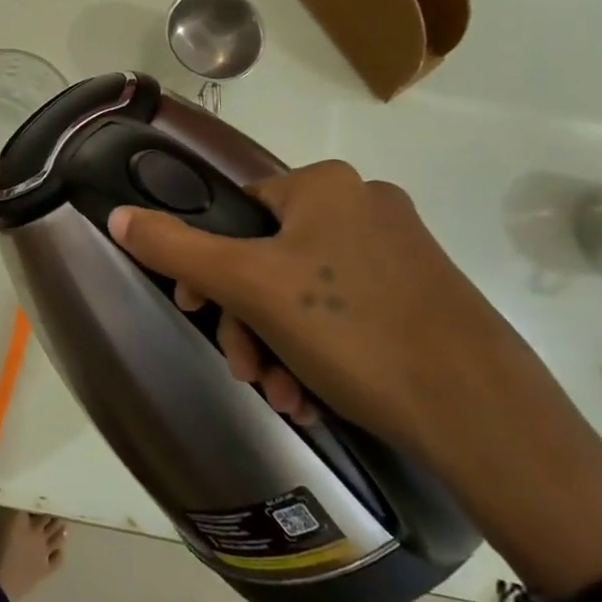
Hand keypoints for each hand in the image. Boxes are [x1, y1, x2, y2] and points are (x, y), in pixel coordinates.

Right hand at [110, 161, 601, 593]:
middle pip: (267, 258)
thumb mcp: (247, 286)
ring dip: (277, 344)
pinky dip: (318, 352)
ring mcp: (400, 251)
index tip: (195, 311)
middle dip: (245, 320)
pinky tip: (314, 397)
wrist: (484, 415)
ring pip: (303, 292)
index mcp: (325, 185)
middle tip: (244, 370)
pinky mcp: (424, 295)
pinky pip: (345, 313)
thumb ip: (175, 247)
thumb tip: (117, 215)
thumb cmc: (352, 331)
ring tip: (284, 397)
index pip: (236, 212)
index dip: (206, 264)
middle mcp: (365, 205)